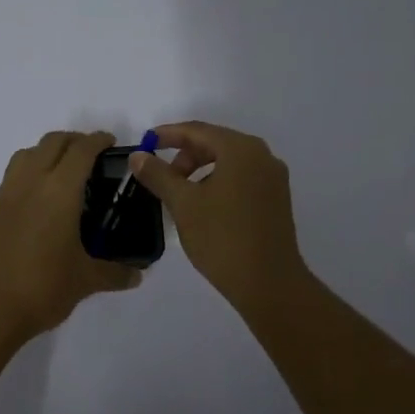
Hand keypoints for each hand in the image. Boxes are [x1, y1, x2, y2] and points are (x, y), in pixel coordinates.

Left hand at [0, 130, 140, 342]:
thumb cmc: (42, 288)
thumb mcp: (85, 280)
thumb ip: (115, 273)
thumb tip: (138, 275)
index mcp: (59, 191)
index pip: (81, 150)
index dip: (97, 140)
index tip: (111, 142)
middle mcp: (30, 183)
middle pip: (52, 142)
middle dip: (74, 141)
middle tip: (92, 155)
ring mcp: (5, 195)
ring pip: (27, 154)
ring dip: (47, 152)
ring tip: (63, 172)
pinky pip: (12, 177)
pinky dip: (29, 173)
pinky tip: (39, 202)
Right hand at [127, 120, 310, 310]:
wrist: (268, 283)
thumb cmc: (222, 238)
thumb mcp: (183, 203)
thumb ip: (158, 174)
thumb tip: (138, 156)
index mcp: (241, 149)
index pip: (198, 130)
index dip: (167, 135)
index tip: (145, 144)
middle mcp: (262, 156)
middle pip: (215, 143)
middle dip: (184, 155)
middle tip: (161, 177)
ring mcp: (273, 178)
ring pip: (229, 162)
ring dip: (200, 171)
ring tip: (179, 195)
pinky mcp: (276, 199)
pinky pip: (241, 178)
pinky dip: (218, 182)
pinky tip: (203, 206)